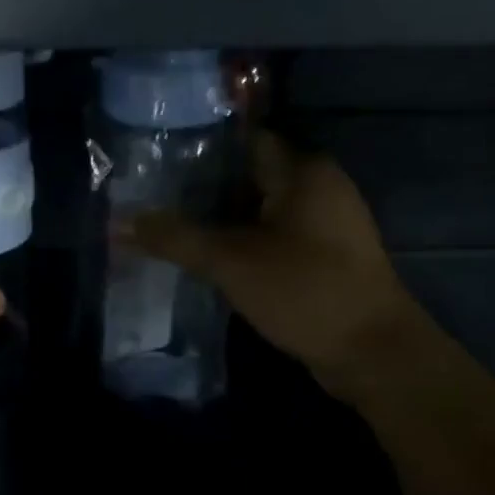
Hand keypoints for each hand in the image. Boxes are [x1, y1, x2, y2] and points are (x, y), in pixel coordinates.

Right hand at [125, 132, 411, 390]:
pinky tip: (207, 255)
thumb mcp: (231, 262)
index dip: (199, 146)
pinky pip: (273, 235)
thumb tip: (120, 222)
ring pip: (260, 208)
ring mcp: (325, 223)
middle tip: (152, 195)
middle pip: (249, 174)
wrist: (374, 354)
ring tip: (169, 223)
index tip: (156, 157)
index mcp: (303, 171)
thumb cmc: (306, 291)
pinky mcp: (325, 256)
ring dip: (220, 217)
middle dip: (202, 186)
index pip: (243, 140)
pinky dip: (242, 240)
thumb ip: (176, 238)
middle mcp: (319, 186)